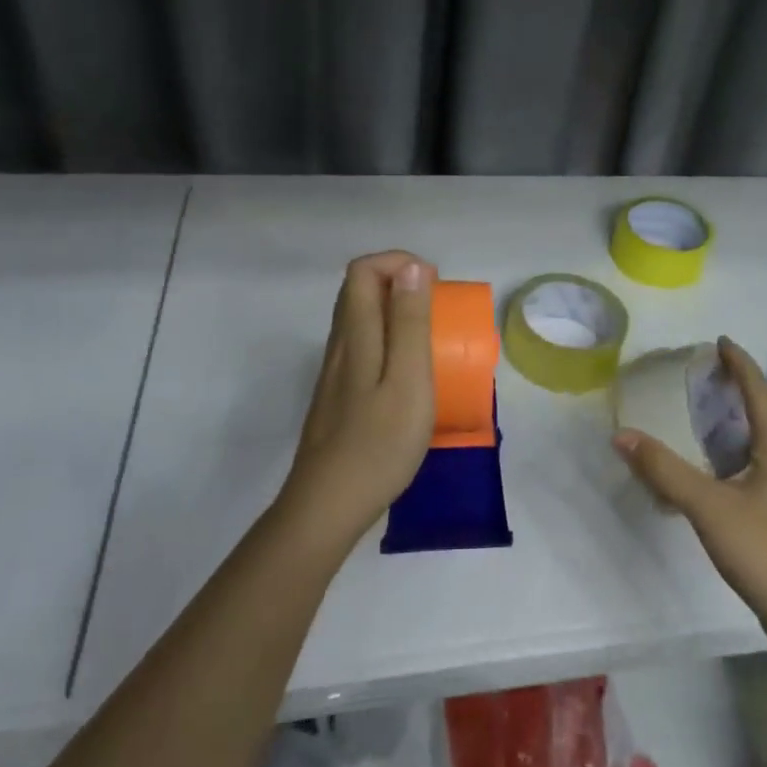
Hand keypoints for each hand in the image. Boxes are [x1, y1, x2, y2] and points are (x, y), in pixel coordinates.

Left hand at [279, 251, 435, 550]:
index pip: (362, 271)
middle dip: (397, 282)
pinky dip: (387, 340)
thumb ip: (410, 323)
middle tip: (436, 306)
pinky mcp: (336, 397)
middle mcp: (339, 346)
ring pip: (358, 320)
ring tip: (429, 335)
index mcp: (356, 335)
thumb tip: (410, 267)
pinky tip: (407, 373)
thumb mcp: (409, 380)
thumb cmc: (379, 443)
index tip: (433, 282)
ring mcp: (334, 373)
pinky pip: (360, 348)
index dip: (397, 262)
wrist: (329, 505)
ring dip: (393, 311)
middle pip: (357, 292)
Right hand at [613, 337, 766, 635]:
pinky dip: (753, 453)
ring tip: (727, 419)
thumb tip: (622, 435)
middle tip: (729, 383)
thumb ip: (664, 471)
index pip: (761, 395)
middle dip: (760, 391)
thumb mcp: (708, 506)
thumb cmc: (765, 551)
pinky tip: (730, 471)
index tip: (722, 343)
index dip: (742, 366)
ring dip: (760, 421)